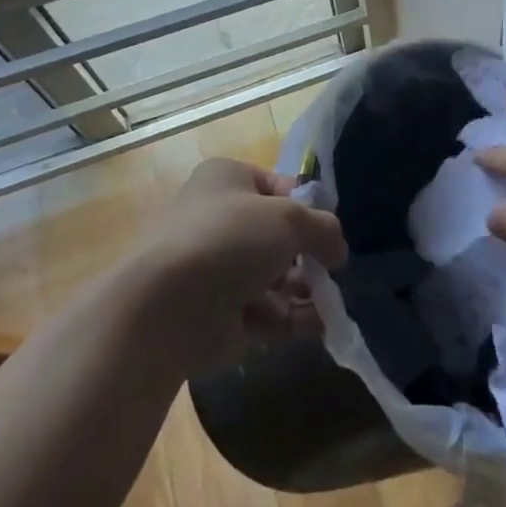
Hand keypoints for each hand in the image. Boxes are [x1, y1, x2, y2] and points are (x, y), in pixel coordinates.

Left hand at [139, 157, 346, 375]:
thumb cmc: (230, 240)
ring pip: (272, 276)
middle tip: (331, 269)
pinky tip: (318, 325)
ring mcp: (215, 270)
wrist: (167, 309)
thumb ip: (323, 229)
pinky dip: (291, 318)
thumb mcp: (290, 218)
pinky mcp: (216, 315)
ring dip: (303, 288)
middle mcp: (217, 220)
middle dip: (307, 254)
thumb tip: (338, 250)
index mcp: (226, 181)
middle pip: (276, 235)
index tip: (328, 227)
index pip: (277, 186)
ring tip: (328, 301)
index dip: (306, 206)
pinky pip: (263, 311)